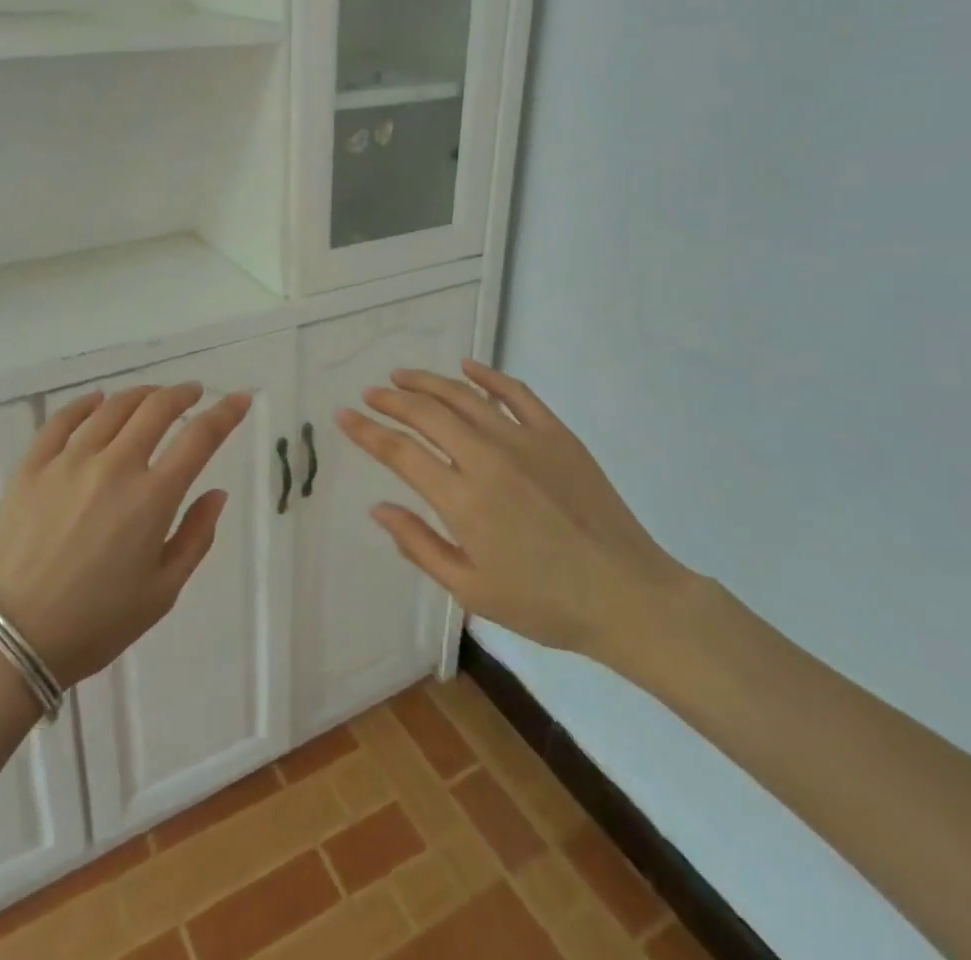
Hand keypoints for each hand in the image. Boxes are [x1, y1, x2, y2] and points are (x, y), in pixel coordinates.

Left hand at [0, 383, 250, 686]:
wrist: (12, 639)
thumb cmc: (97, 623)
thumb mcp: (163, 592)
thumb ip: (196, 537)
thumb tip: (216, 493)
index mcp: (152, 497)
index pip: (200, 438)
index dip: (226, 413)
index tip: (241, 398)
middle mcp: (114, 466)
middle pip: (156, 409)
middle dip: (182, 394)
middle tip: (193, 393)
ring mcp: (69, 461)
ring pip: (113, 408)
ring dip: (141, 394)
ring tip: (152, 396)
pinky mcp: (32, 467)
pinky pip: (62, 420)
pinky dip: (85, 404)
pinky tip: (97, 401)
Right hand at [338, 360, 696, 678]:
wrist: (627, 594)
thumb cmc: (544, 603)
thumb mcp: (471, 590)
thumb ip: (419, 545)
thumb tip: (378, 508)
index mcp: (463, 499)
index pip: (400, 452)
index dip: (367, 431)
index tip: (344, 415)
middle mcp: (487, 458)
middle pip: (426, 414)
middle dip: (391, 399)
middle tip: (370, 393)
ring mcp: (524, 440)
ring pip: (464, 396)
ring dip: (428, 381)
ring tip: (402, 375)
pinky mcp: (556, 434)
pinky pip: (516, 394)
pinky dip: (487, 376)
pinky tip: (467, 366)